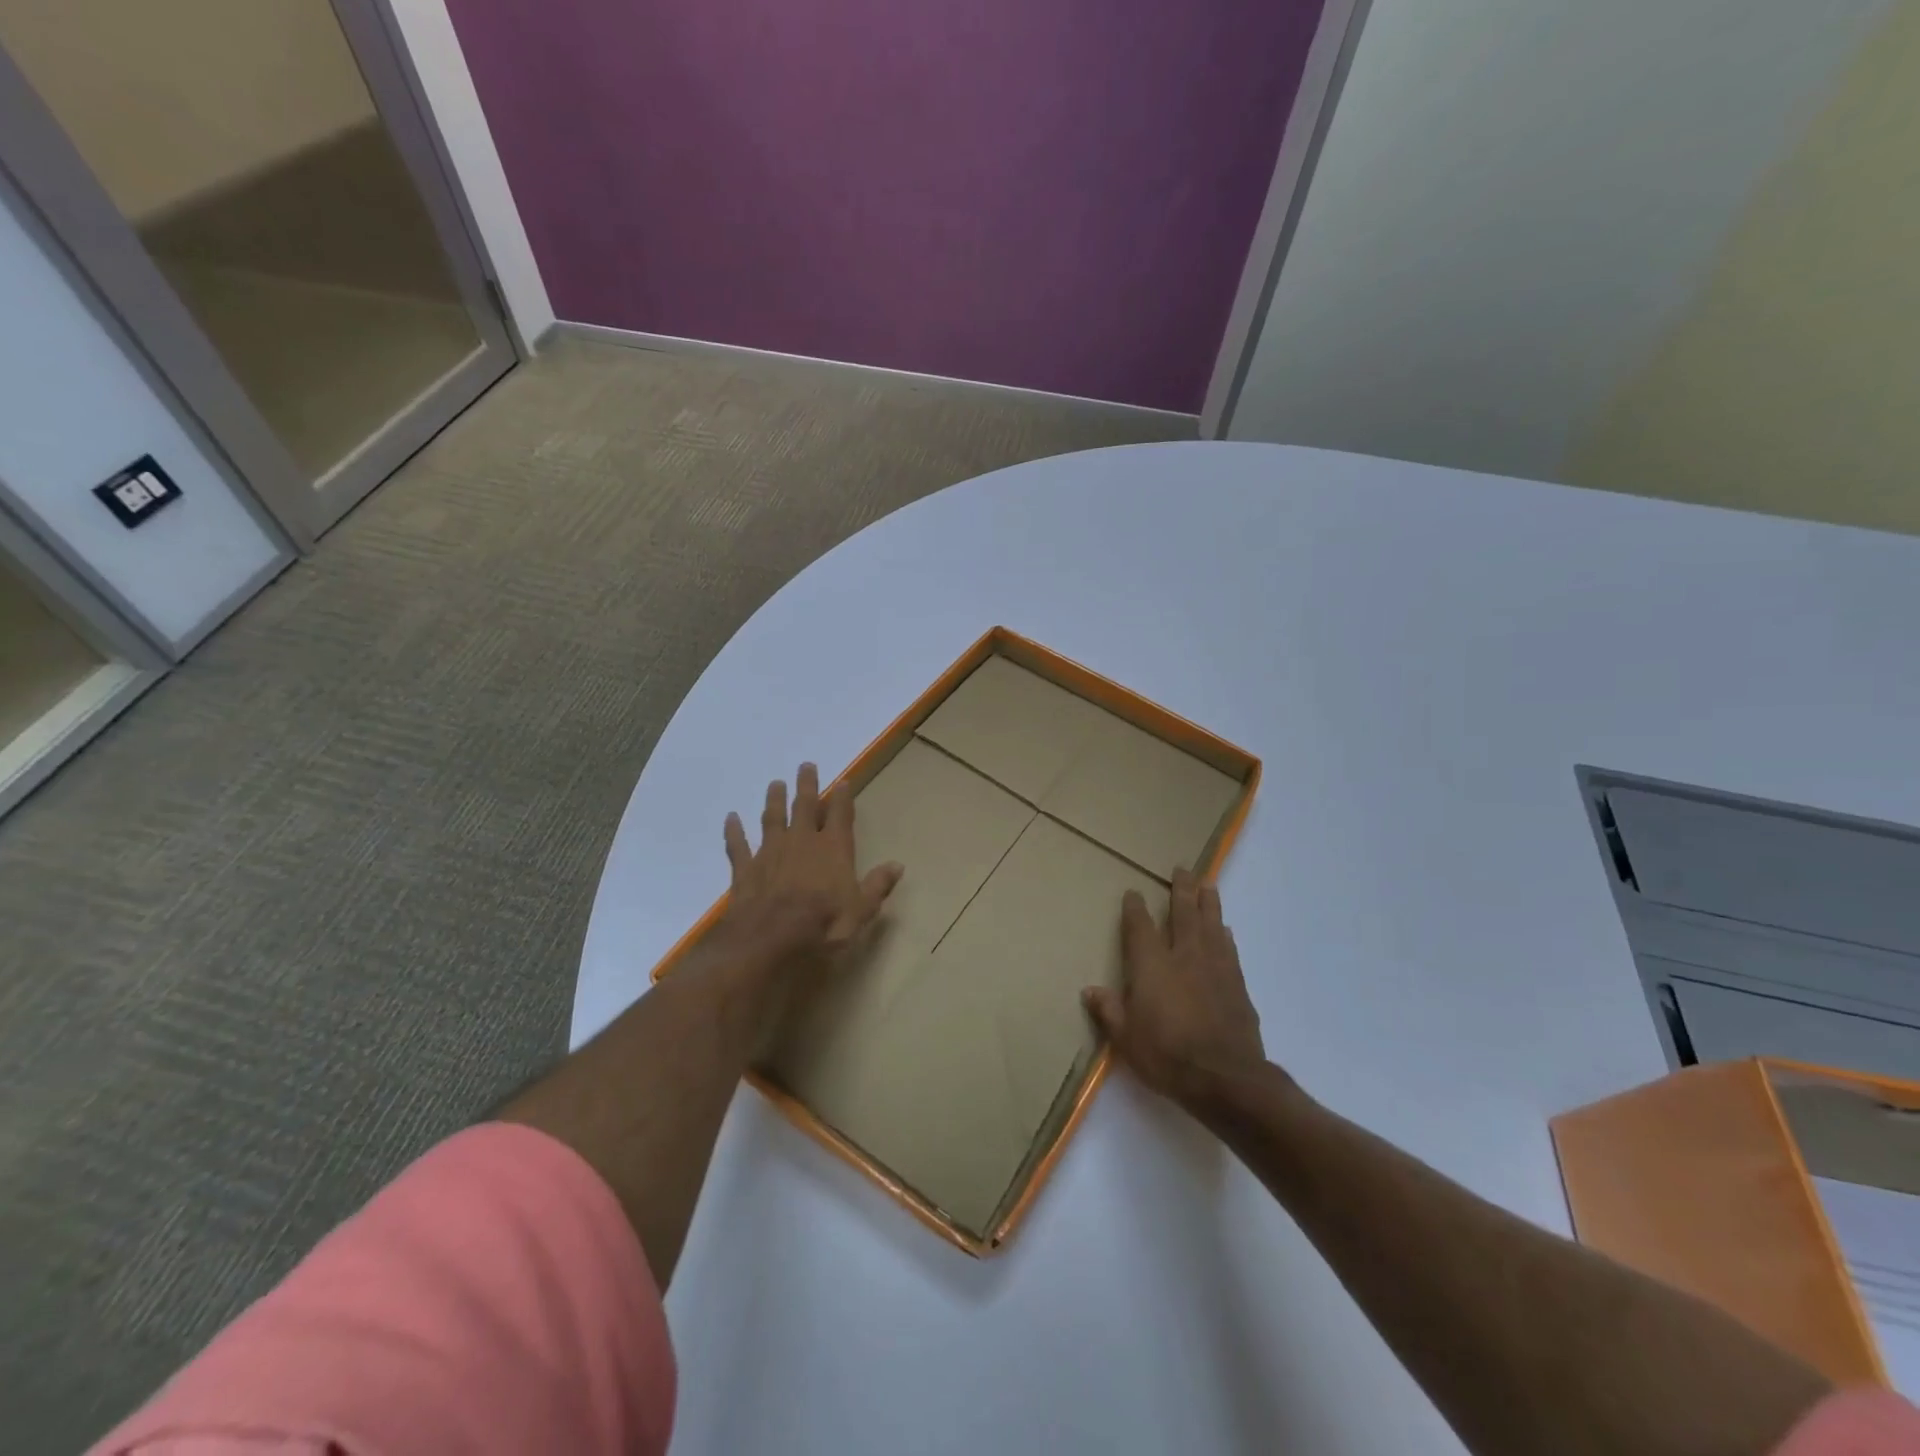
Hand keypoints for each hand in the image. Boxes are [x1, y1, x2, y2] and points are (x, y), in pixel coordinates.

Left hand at [712, 762, 902, 992]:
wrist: (770, 940)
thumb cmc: (823, 925)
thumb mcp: (861, 911)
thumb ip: (877, 885)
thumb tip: (897, 865)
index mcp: (833, 849)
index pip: (840, 815)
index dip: (842, 797)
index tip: (843, 781)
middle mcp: (802, 841)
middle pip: (804, 806)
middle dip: (806, 786)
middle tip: (806, 766)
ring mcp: (770, 852)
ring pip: (772, 818)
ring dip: (774, 800)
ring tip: (775, 784)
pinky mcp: (745, 869)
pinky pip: (738, 845)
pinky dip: (734, 831)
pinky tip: (731, 818)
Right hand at [1083, 869, 1266, 1107]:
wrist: (1226, 1078)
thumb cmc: (1168, 1056)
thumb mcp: (1126, 1038)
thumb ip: (1109, 1011)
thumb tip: (1090, 990)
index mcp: (1152, 966)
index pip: (1141, 927)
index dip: (1135, 908)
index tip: (1133, 892)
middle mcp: (1184, 957)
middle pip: (1183, 914)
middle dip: (1181, 890)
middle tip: (1183, 869)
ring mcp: (1215, 968)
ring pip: (1211, 925)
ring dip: (1209, 903)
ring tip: (1209, 884)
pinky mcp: (1237, 985)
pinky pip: (1229, 949)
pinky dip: (1225, 935)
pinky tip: (1226, 930)